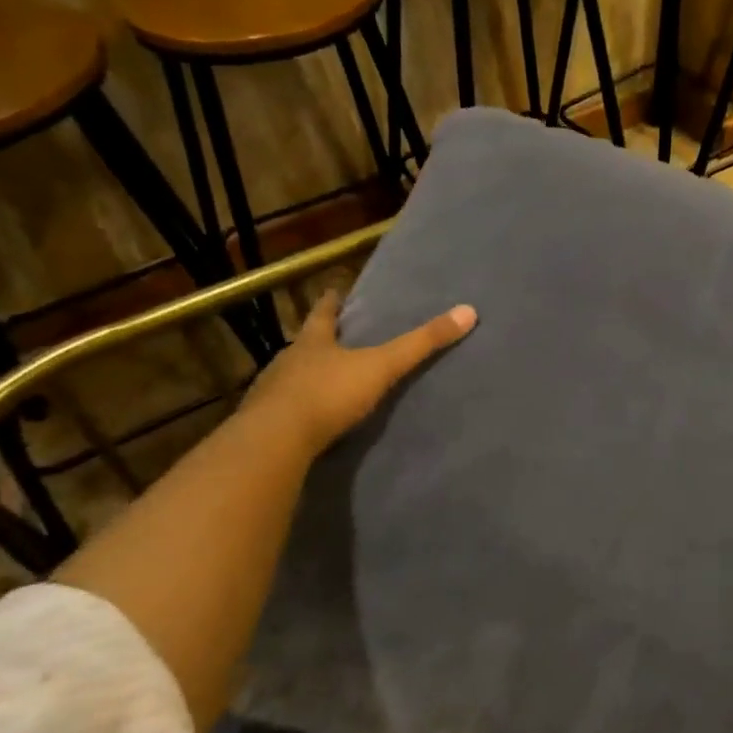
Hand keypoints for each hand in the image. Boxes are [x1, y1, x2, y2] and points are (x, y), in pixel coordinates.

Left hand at [251, 291, 476, 450]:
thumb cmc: (329, 394)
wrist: (275, 441)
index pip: (322, 314)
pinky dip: (296, 411)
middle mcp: (288, 361)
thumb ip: (421, 344)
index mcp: (313, 342)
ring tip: (322, 381)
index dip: (330, 302)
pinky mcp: (264, 425)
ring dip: (305, 377)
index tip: (333, 291)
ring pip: (290, 377)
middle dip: (318, 341)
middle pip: (304, 345)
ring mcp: (271, 393)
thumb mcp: (382, 366)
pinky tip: (306, 421)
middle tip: (332, 338)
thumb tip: (468, 311)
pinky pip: (283, 412)